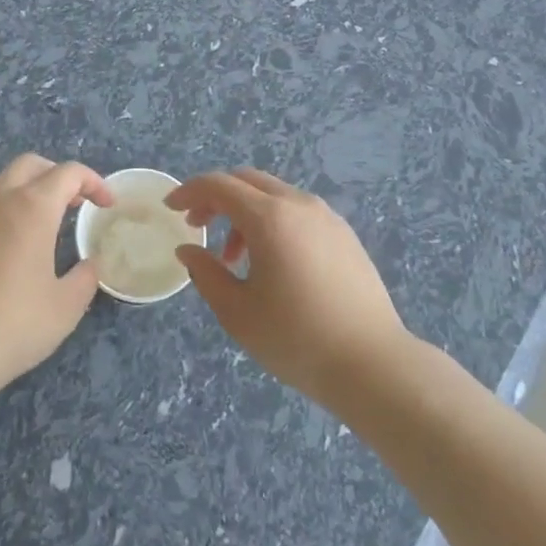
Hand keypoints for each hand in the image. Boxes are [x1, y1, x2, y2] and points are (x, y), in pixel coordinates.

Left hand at [0, 154, 110, 403]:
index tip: (106, 204)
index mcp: (32, 207)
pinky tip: (2, 252)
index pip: (69, 173)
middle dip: (57, 176)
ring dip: (25, 193)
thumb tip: (88, 265)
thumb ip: (85, 278)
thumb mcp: (65, 307)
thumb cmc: (13, 325)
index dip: (94, 182)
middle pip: (31, 164)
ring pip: (0, 184)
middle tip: (73, 204)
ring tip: (38, 227)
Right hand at [168, 168, 411, 412]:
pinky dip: (272, 221)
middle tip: (198, 226)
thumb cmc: (297, 339)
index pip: (218, 185)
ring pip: (273, 195)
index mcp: (269, 218)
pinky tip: (272, 262)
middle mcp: (298, 204)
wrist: (374, 365)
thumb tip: (189, 250)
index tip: (171, 208)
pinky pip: (297, 211)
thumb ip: (206, 274)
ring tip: (234, 259)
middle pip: (246, 180)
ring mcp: (326, 217)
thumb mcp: (238, 312)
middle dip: (216, 197)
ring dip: (244, 213)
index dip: (189, 191)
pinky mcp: (344, 234)